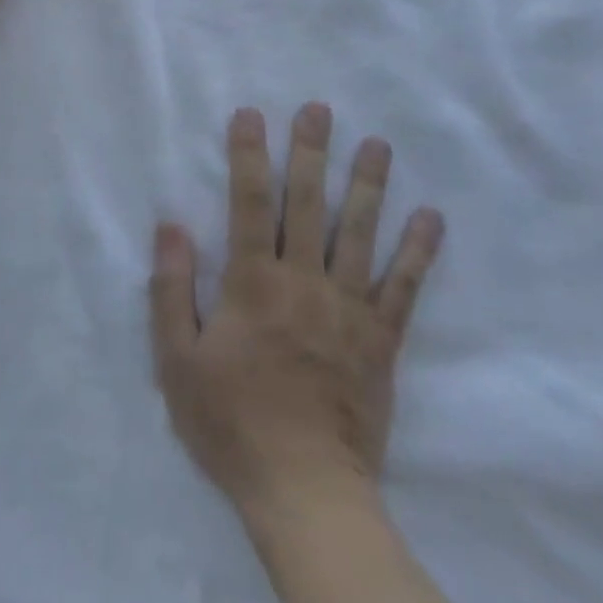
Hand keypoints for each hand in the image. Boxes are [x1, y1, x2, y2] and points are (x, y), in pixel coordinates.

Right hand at [150, 104, 443, 514]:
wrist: (305, 493)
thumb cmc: (232, 424)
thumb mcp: (177, 362)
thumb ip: (172, 289)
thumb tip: (171, 225)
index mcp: (253, 282)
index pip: (249, 202)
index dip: (249, 155)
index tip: (251, 114)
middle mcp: (304, 281)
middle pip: (308, 203)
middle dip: (311, 152)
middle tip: (319, 109)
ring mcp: (348, 308)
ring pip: (360, 233)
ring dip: (368, 184)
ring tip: (377, 144)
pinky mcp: (381, 340)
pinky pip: (404, 287)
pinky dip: (419, 251)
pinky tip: (431, 217)